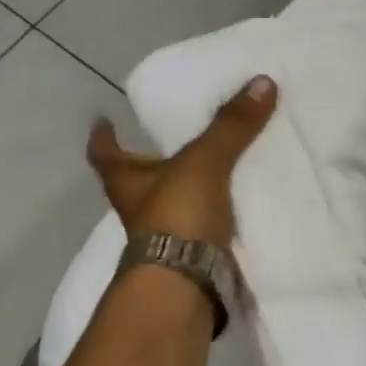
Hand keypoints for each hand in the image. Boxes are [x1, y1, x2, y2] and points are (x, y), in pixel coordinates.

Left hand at [87, 76, 277, 245]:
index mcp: (127, 181)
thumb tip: (262, 81)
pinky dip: (216, 216)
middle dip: (152, 164)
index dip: (104, 137)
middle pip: (137, 180)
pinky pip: (204, 227)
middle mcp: (139, 209)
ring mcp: (165, 237)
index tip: (103, 119)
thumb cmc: (177, 216)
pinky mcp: (193, 256)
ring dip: (187, 190)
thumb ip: (231, 126)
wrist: (188, 284)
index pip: (105, 153)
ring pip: (172, 205)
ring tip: (214, 168)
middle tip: (173, 142)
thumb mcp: (204, 162)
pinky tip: (237, 205)